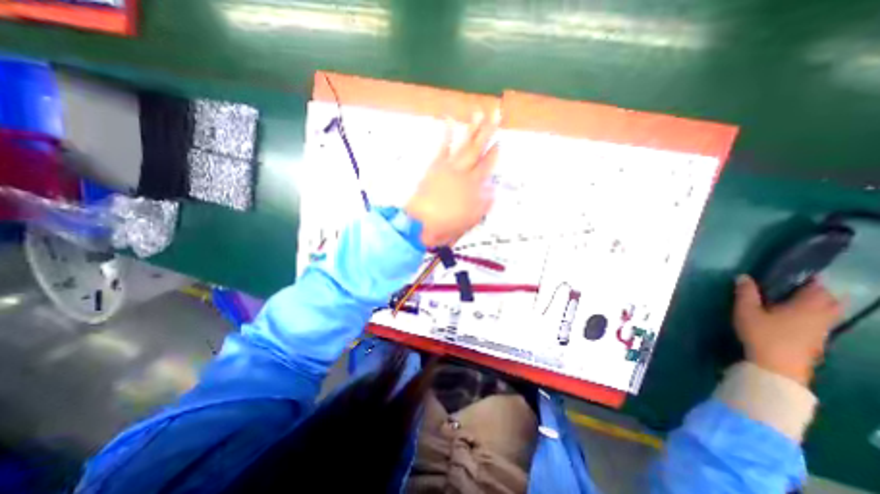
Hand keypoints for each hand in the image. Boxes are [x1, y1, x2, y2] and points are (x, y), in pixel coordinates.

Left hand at [407, 107, 500, 243]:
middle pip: (478, 150)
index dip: (494, 154)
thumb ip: (484, 203)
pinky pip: (442, 148)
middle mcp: (463, 172)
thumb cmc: (448, 225)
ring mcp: (448, 168)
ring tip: (478, 113)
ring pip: (463, 145)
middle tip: (496, 114)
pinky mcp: (434, 167)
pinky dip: (446, 134)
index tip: (500, 142)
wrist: (422, 224)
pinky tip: (449, 121)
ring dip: (471, 128)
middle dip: (488, 132)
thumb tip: (492, 189)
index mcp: (474, 186)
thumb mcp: (472, 219)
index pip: (487, 166)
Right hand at [733, 274, 841, 386]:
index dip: (810, 280)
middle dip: (819, 293)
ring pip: (828, 313)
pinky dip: (814, 317)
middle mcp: (821, 316)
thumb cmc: (762, 334)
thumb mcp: (746, 311)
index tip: (800, 274)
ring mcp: (822, 331)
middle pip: (830, 301)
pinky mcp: (817, 341)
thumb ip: (746, 293)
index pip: (817, 288)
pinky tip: (796, 319)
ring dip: (818, 305)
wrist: (777, 367)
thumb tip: (744, 277)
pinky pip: (822, 323)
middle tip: (799, 287)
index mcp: (807, 306)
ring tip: (796, 302)